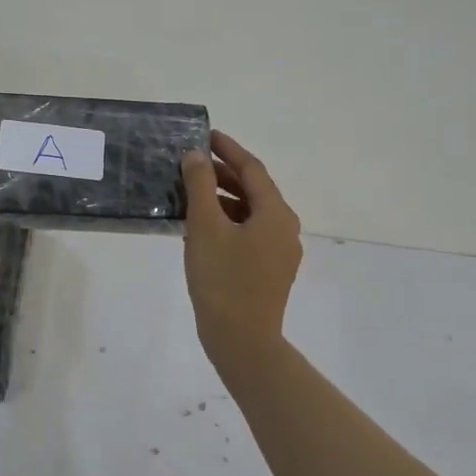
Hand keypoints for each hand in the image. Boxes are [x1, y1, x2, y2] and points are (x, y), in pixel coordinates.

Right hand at [181, 131, 302, 352]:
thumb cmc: (223, 279)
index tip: (205, 135)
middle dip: (223, 173)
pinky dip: (227, 221)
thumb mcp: (205, 226)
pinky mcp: (269, 271)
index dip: (228, 149)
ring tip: (190, 194)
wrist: (241, 341)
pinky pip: (249, 233)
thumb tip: (196, 155)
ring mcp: (280, 252)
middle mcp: (285, 228)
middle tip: (192, 163)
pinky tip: (201, 228)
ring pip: (250, 212)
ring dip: (223, 199)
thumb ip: (200, 185)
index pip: (252, 169)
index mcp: (275, 213)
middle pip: (254, 190)